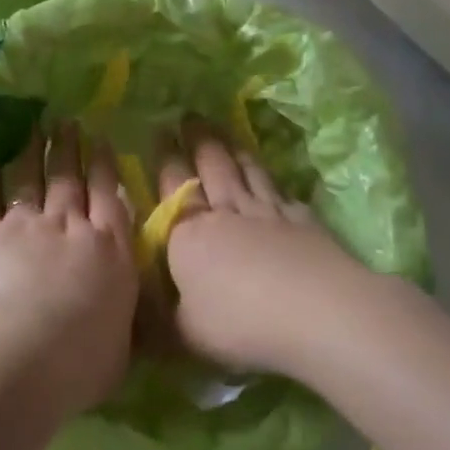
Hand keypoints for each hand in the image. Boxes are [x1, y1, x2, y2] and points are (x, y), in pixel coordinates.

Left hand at [0, 123, 138, 412]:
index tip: (101, 140)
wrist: (21, 351)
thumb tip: (117, 315)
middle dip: (71, 149)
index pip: (111, 199)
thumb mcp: (119, 346)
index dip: (105, 167)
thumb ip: (117, 319)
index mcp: (111, 252)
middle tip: (67, 122)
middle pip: (71, 180)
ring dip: (35, 151)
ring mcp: (28, 225)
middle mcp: (72, 228)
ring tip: (36, 127)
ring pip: (33, 179)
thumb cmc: (80, 362)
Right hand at [158, 118, 364, 375]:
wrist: (316, 311)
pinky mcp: (301, 220)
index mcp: (188, 233)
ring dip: (231, 147)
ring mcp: (266, 212)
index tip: (159, 131)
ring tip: (223, 130)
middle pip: (209, 166)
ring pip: (244, 170)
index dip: (164, 158)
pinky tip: (269, 175)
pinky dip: (269, 176)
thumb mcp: (185, 334)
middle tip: (188, 115)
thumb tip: (133, 320)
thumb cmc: (239, 322)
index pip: (170, 186)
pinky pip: (279, 189)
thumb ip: (158, 323)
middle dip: (196, 139)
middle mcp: (224, 212)